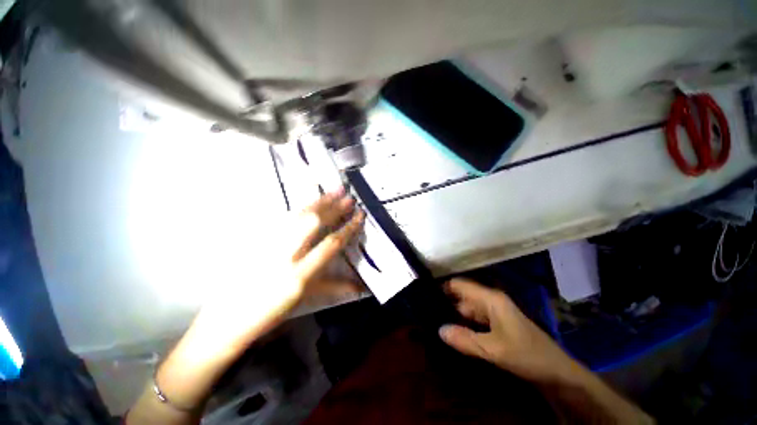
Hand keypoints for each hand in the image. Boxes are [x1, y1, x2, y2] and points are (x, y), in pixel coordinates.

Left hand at [194, 190, 364, 352]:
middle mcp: (285, 256)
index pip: (330, 244)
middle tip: (348, 197)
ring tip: (333, 191)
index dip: (348, 228)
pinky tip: (309, 202)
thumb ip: (334, 287)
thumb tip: (359, 285)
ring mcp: (268, 245)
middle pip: (313, 224)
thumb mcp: (304, 299)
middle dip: (334, 209)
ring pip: (297, 216)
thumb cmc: (270, 313)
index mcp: (299, 275)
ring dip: (318, 202)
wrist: (226, 319)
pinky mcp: (257, 240)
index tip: (359, 216)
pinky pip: (282, 219)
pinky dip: (300, 208)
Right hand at [439, 278, 577, 383]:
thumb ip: (465, 339)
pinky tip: (453, 331)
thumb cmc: (527, 355)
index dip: (443, 287)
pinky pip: (475, 319)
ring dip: (454, 314)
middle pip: (462, 296)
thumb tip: (439, 329)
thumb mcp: (494, 350)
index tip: (426, 295)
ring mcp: (494, 312)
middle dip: (446, 303)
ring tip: (435, 321)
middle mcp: (491, 301)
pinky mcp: (497, 324)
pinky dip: (464, 323)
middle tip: (427, 312)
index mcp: (490, 299)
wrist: (557, 372)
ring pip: (468, 309)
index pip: (460, 285)